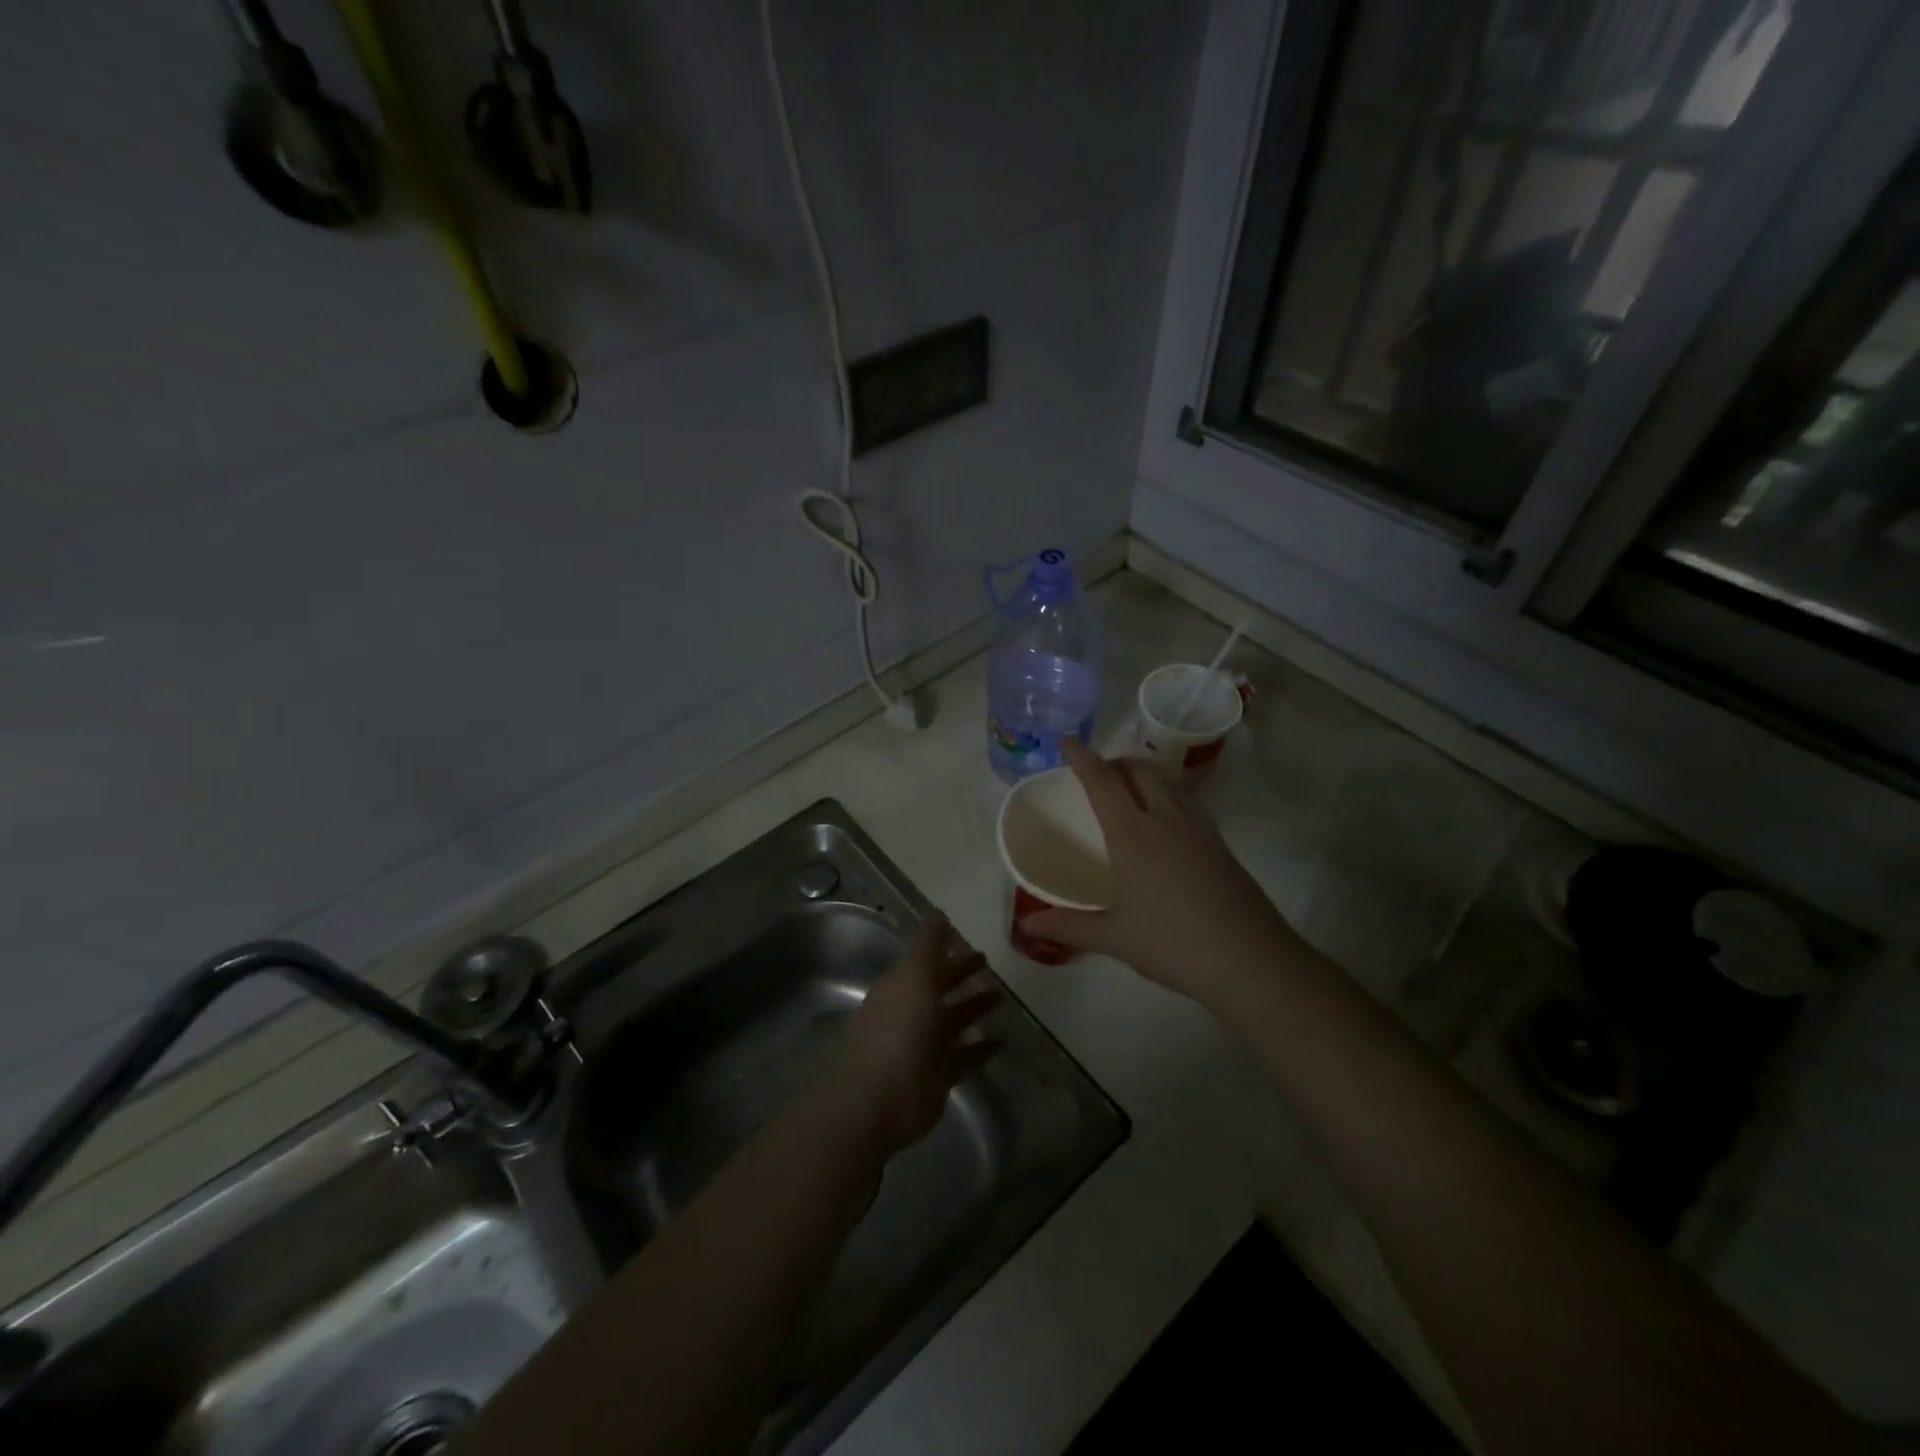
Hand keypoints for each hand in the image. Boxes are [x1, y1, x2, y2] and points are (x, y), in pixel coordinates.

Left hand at [825, 917, 1000, 1159]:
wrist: (879, 1098)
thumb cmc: (898, 1028)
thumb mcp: (914, 975)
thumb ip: (929, 945)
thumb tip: (939, 914)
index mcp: (901, 987)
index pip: (926, 962)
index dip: (946, 951)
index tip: (971, 942)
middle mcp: (910, 1013)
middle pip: (940, 989)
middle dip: (961, 975)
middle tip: (990, 965)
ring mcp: (923, 1047)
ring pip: (954, 1022)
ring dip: (975, 1009)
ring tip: (1002, 1000)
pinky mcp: (938, 1077)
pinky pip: (965, 1057)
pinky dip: (982, 1049)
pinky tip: (1002, 1040)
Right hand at [1024, 739, 1303, 1012]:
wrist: (1250, 960)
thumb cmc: (1173, 944)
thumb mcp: (1114, 938)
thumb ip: (1069, 926)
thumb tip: (1028, 926)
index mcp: (1132, 834)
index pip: (1102, 780)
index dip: (1082, 757)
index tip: (1066, 742)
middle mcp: (1165, 818)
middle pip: (1139, 769)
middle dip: (1115, 761)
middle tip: (1097, 774)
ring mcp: (1199, 828)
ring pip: (1168, 781)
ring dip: (1144, 774)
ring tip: (1129, 792)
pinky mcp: (1220, 843)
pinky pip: (1188, 801)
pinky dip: (1167, 794)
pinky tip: (1165, 823)